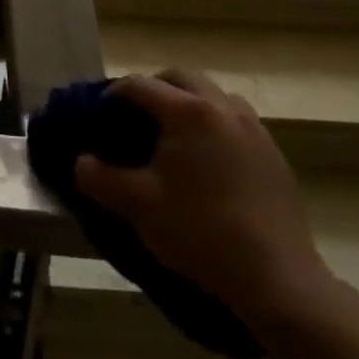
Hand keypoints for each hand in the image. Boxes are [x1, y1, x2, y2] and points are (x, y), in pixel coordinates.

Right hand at [74, 70, 328, 323]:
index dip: (112, 95)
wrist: (277, 279)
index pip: (139, 85)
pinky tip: (208, 164)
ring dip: (190, 104)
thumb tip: (80, 162)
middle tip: (137, 117)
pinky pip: (238, 123)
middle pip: (181, 78)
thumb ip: (99, 178)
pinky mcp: (275, 156)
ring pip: (215, 97)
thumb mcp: (137, 206)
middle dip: (155, 89)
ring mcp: (255, 131)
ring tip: (175, 137)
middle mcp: (223, 109)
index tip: (98, 115)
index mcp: (187, 112)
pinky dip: (216, 128)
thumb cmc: (200, 232)